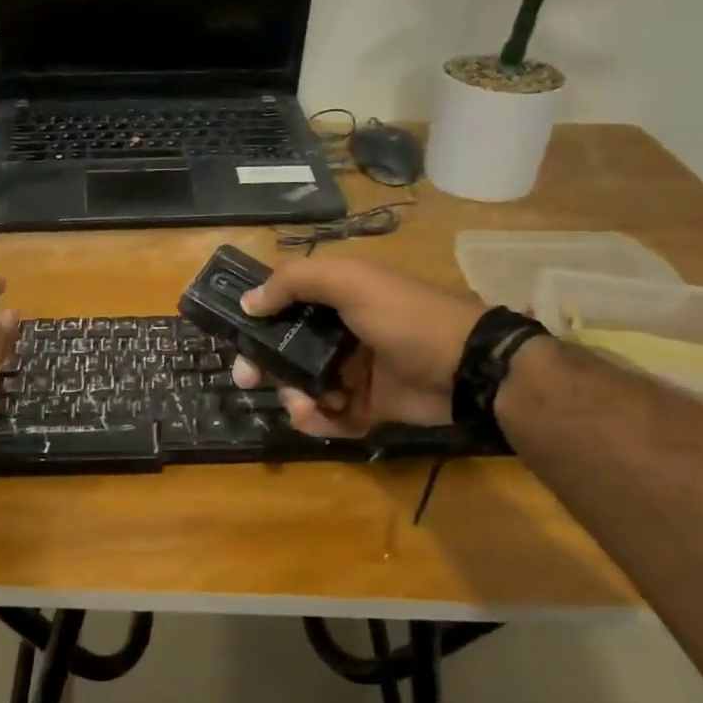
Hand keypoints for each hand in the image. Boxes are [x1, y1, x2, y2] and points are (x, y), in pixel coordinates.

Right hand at [231, 257, 483, 437]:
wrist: (466, 368)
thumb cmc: (405, 317)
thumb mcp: (351, 282)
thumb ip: (296, 281)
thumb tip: (249, 301)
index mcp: (337, 299)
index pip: (284, 307)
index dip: (257, 321)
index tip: (236, 338)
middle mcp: (341, 333)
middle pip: (287, 351)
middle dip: (264, 366)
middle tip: (247, 380)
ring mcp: (355, 372)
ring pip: (304, 387)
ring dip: (294, 397)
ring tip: (304, 405)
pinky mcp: (368, 407)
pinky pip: (330, 417)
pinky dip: (320, 421)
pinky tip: (321, 418)